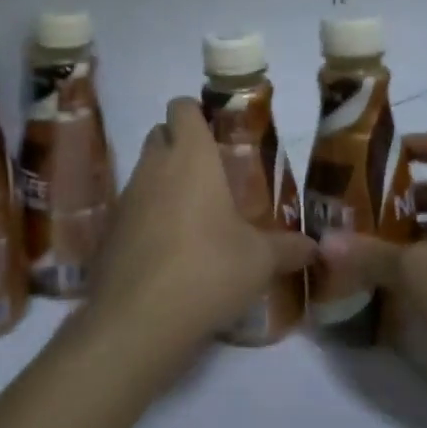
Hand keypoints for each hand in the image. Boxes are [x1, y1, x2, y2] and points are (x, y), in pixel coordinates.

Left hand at [82, 98, 314, 387]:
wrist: (138, 320)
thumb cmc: (208, 269)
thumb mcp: (260, 261)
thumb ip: (288, 248)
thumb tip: (316, 248)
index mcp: (190, 156)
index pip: (182, 107)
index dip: (196, 112)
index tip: (217, 132)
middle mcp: (154, 167)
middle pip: (159, 134)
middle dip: (181, 144)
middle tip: (212, 174)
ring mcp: (126, 198)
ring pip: (144, 171)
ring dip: (165, 182)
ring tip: (196, 216)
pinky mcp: (110, 231)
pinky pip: (132, 208)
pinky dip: (148, 217)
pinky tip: (171, 250)